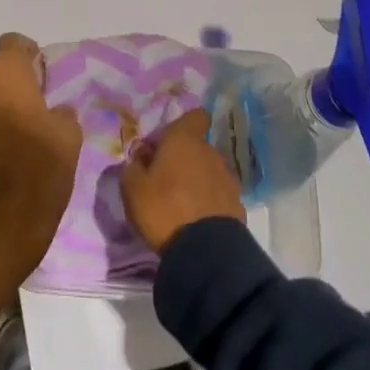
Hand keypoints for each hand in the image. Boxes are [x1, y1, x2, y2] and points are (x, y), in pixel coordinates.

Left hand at [0, 33, 82, 300]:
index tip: (38, 75)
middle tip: (25, 112)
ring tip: (4, 136)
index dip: (27, 55)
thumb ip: (61, 111)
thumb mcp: (69, 139)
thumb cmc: (40, 176)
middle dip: (7, 85)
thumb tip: (54, 110)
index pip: (13, 42)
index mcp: (7, 76)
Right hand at [120, 108, 245, 251]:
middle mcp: (209, 152)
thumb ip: (134, 165)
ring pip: (209, 170)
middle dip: (184, 158)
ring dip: (198, 180)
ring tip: (182, 203)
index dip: (185, 124)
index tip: (170, 140)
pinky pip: (219, 195)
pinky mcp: (237, 205)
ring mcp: (227, 178)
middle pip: (197, 146)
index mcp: (184, 140)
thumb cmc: (163, 209)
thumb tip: (142, 155)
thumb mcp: (132, 188)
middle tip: (165, 179)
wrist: (205, 253)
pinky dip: (210, 202)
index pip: (195, 116)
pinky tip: (197, 220)